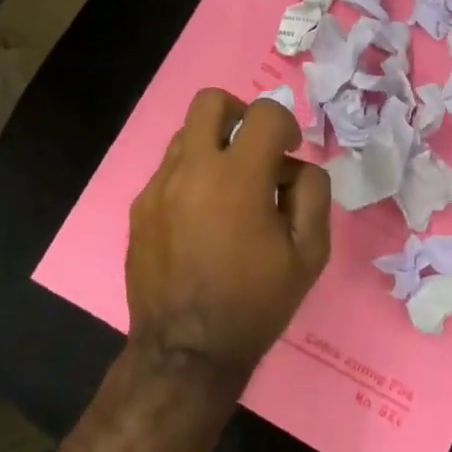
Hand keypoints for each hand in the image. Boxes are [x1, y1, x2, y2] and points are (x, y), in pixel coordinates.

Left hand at [125, 89, 331, 381]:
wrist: (186, 350)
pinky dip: (191, 178)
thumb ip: (312, 194)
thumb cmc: (255, 303)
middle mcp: (191, 169)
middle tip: (254, 149)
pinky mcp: (139, 207)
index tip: (289, 151)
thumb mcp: (309, 254)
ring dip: (212, 146)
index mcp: (237, 177)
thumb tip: (295, 167)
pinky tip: (201, 219)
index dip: (285, 124)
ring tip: (228, 189)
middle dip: (239, 113)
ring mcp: (158, 186)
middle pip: (210, 101)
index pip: (264, 113)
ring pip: (185, 135)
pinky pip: (168, 171)